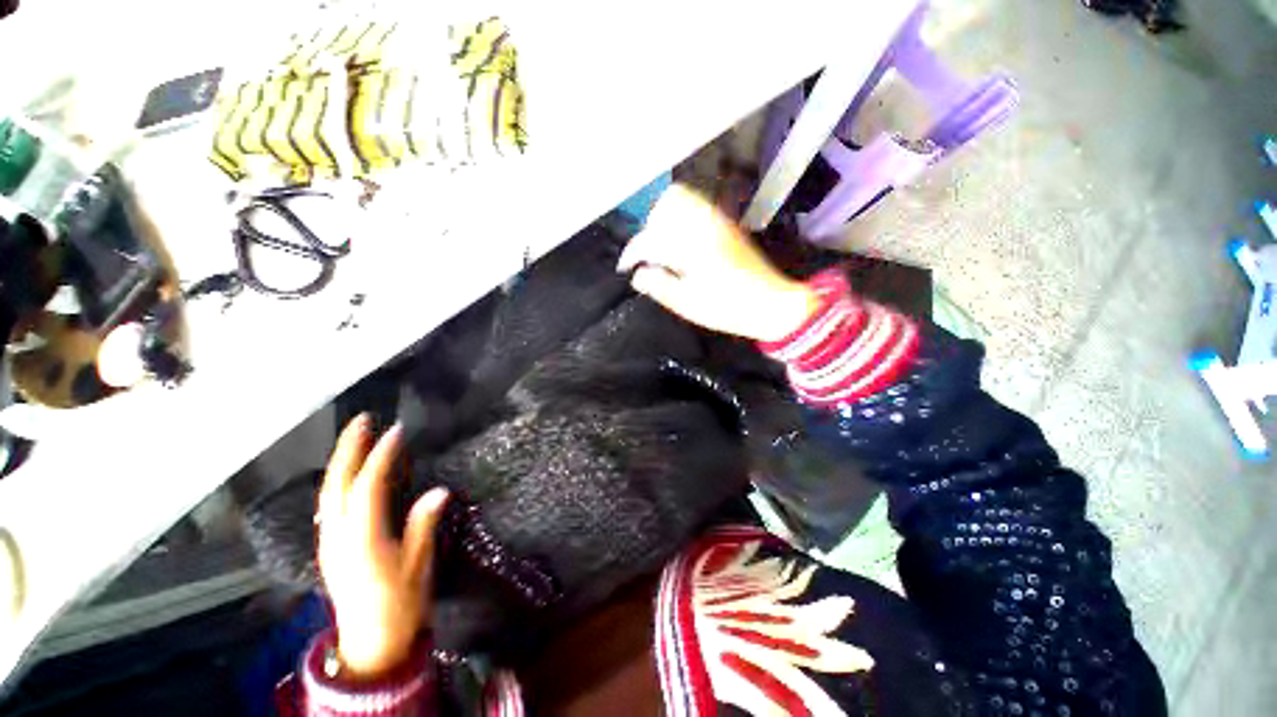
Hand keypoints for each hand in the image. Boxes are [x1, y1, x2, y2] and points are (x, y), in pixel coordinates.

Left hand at [317, 415, 447, 679]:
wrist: (372, 645)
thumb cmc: (400, 605)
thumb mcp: (418, 566)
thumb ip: (423, 526)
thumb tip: (439, 490)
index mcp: (362, 540)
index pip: (368, 487)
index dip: (381, 456)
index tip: (396, 431)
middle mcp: (338, 537)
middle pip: (337, 485)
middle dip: (348, 449)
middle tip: (362, 420)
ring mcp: (330, 543)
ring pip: (328, 493)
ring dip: (340, 462)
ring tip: (355, 437)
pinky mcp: (331, 548)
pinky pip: (330, 505)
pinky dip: (337, 481)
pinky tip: (346, 474)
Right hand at [617, 184, 818, 342]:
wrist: (770, 303)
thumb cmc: (726, 307)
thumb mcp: (686, 303)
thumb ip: (658, 285)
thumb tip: (637, 274)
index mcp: (691, 243)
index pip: (651, 237)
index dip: (633, 252)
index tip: (626, 267)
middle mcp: (703, 222)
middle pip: (665, 204)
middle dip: (649, 228)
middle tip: (649, 254)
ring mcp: (717, 219)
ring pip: (682, 199)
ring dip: (665, 218)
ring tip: (664, 246)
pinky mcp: (726, 223)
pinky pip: (697, 205)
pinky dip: (681, 217)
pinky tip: (683, 241)